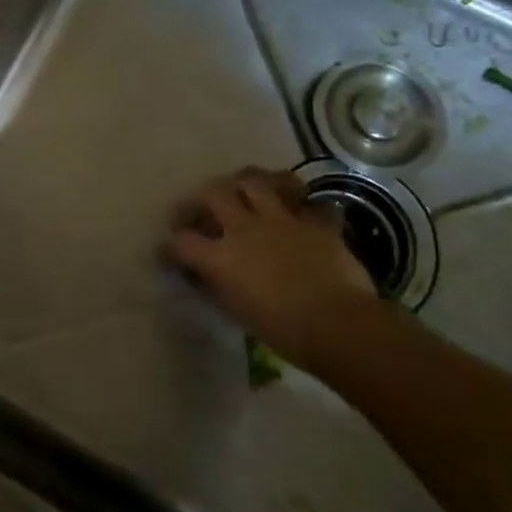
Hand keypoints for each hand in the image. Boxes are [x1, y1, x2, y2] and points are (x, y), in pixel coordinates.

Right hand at [166, 168, 375, 369]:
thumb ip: (218, 287)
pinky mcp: (315, 220)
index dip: (172, 245)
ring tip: (246, 191)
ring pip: (256, 180)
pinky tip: (297, 209)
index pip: (182, 241)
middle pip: (214, 193)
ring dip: (247, 182)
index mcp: (222, 256)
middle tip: (205, 208)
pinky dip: (298, 201)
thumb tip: (205, 275)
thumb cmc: (285, 331)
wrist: (341, 325)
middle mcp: (245, 228)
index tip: (170, 250)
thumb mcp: (239, 313)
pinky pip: (305, 199)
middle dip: (203, 198)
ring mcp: (281, 218)